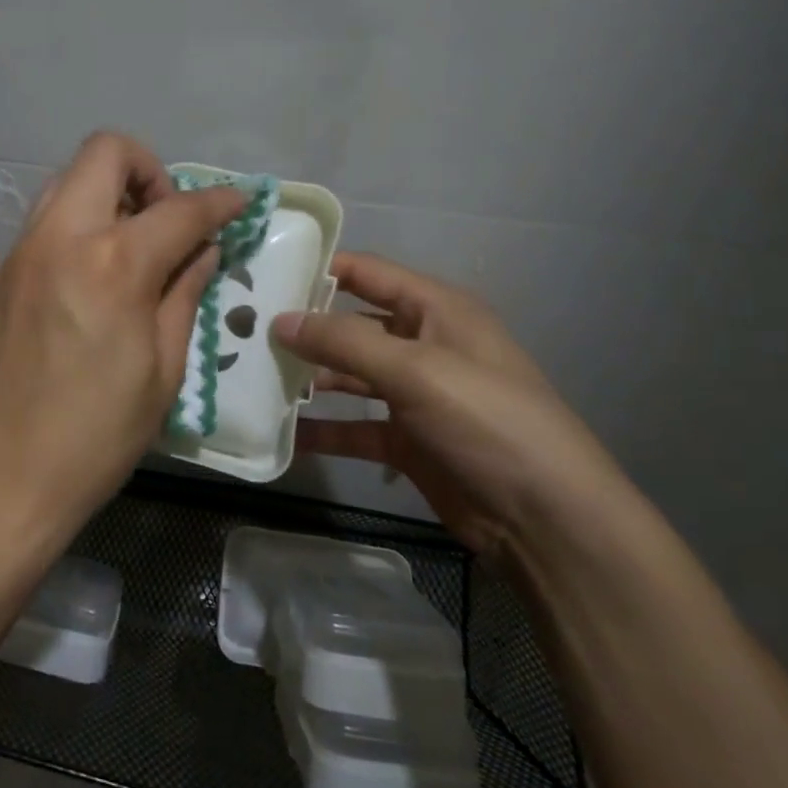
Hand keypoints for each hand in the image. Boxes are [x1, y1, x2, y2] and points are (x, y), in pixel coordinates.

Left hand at [0, 133, 246, 540]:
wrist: (6, 476)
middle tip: (168, 221)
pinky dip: (79, 226)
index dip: (218, 201)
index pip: (178, 207)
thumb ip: (184, 293)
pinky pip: (46, 223)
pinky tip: (93, 276)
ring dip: (108, 193)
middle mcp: (59, 239)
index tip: (238, 203)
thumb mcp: (163, 369)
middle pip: (105, 153)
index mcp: (112, 265)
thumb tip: (203, 249)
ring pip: (67, 181)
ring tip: (133, 246)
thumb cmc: (98, 434)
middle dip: (149, 171)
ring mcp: (20, 253)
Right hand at [276, 253, 637, 561]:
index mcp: (436, 310)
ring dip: (309, 377)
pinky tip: (282, 433)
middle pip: (351, 324)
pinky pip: (354, 427)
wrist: (544, 518)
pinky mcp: (406, 440)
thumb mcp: (415, 370)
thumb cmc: (486, 420)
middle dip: (304, 326)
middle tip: (243, 329)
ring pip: (349, 375)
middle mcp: (422, 344)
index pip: (367, 273)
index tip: (263, 273)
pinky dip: (323, 430)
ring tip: (253, 375)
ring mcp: (414, 395)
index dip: (319, 268)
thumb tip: (279, 320)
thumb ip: (343, 341)